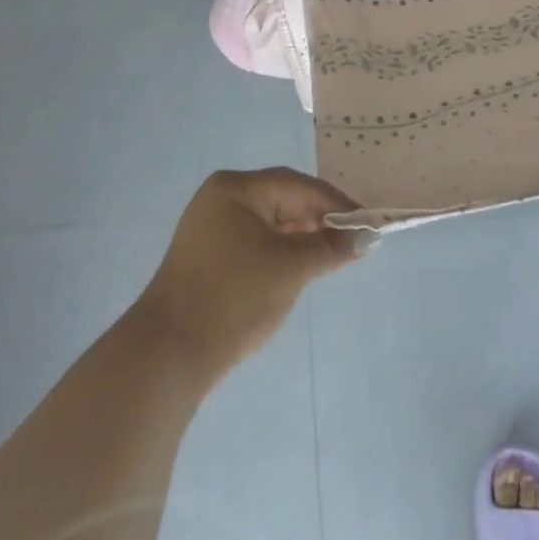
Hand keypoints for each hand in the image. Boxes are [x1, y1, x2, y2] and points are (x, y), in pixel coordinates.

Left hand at [135, 168, 371, 385]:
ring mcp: (210, 227)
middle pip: (283, 199)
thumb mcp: (291, 269)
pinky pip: (254, 241)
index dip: (336, 203)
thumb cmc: (234, 297)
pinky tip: (297, 269)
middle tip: (351, 241)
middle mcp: (221, 198)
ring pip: (269, 222)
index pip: (298, 185)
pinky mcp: (207, 256)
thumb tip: (368, 236)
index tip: (367, 223)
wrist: (169, 354)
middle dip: (319, 220)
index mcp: (236, 188)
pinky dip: (279, 251)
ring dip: (301, 238)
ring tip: (330, 257)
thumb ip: (331, 248)